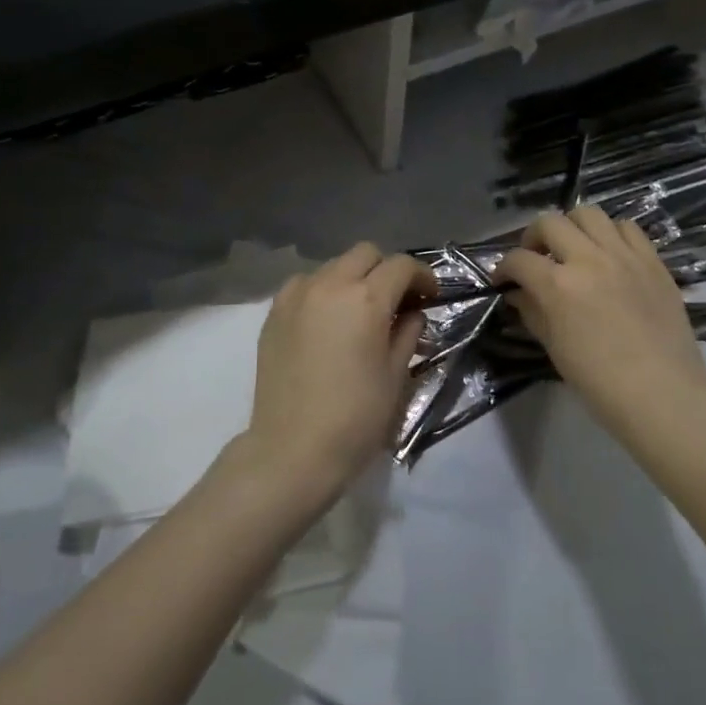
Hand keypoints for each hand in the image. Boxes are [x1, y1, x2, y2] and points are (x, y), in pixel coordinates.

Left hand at [245, 243, 437, 499]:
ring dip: (353, 278)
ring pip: (334, 265)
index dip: (422, 276)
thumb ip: (407, 333)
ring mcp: (297, 295)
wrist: (292, 451)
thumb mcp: (396, 376)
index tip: (430, 296)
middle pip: (366, 254)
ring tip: (358, 311)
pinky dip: (323, 290)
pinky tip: (327, 320)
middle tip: (396, 301)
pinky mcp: (274, 312)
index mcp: (366, 298)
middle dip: (386, 270)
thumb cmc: (355, 418)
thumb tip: (412, 314)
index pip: (401, 266)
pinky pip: (305, 284)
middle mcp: (330, 284)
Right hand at [493, 207, 705, 436]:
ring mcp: (624, 256)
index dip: (504, 268)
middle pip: (550, 222)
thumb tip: (518, 294)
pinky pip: (628, 228)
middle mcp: (589, 259)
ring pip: (589, 214)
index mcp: (559, 285)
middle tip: (535, 258)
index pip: (519, 260)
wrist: (664, 395)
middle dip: (533, 237)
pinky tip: (609, 255)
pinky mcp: (653, 261)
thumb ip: (533, 312)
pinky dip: (611, 235)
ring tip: (573, 249)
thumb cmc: (600, 381)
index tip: (503, 281)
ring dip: (573, 227)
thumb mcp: (555, 348)